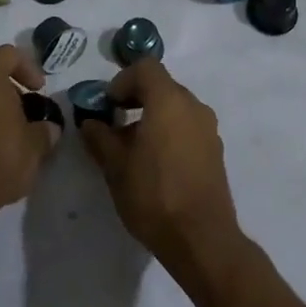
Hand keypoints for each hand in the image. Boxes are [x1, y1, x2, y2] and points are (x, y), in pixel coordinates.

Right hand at [80, 59, 242, 276]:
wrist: (202, 239)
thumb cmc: (154, 195)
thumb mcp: (115, 166)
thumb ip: (99, 137)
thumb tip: (90, 122)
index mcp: (169, 100)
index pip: (145, 67)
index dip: (122, 80)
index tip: (108, 106)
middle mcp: (193, 106)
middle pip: (162, 86)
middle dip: (136, 99)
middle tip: (115, 125)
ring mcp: (208, 128)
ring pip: (175, 107)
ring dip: (153, 116)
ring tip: (134, 149)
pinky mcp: (215, 150)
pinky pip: (188, 127)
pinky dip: (170, 132)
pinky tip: (156, 164)